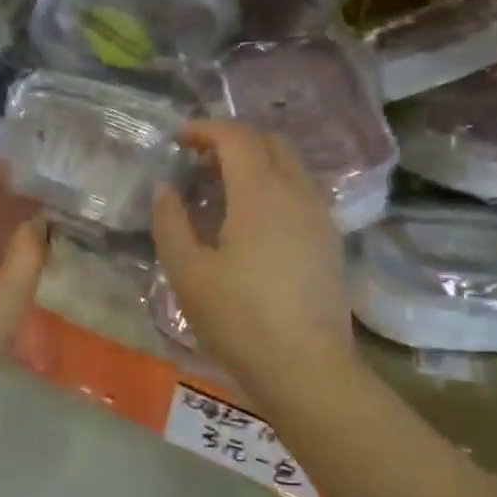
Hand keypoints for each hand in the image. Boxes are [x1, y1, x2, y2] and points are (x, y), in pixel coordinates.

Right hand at [152, 122, 357, 408]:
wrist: (306, 367)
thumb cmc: (239, 319)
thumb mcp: (188, 273)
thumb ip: (171, 222)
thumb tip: (166, 189)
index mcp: (261, 192)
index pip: (237, 136)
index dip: (206, 129)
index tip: (179, 139)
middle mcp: (297, 193)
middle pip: (270, 142)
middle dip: (233, 140)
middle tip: (199, 163)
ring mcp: (320, 216)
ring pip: (290, 166)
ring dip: (256, 162)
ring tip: (223, 190)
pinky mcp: (330, 241)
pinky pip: (301, 192)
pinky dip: (274, 185)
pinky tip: (252, 220)